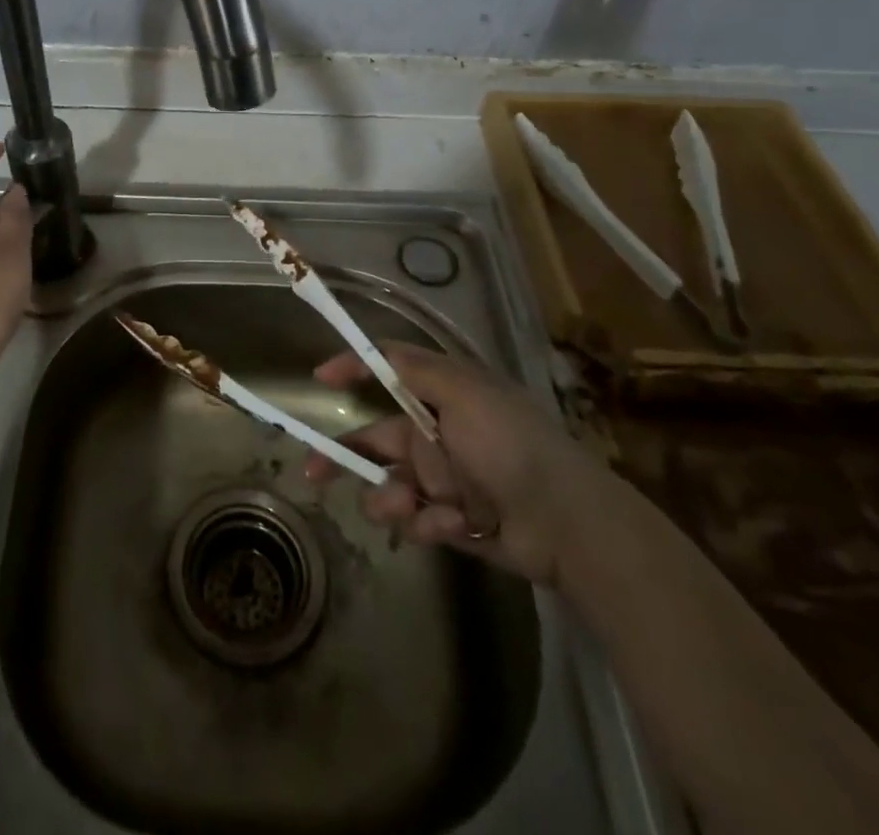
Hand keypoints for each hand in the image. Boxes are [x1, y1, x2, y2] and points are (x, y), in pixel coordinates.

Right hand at [307, 341, 606, 583]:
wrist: (565, 521)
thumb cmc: (509, 443)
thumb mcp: (462, 391)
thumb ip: (410, 369)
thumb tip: (362, 352)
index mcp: (441, 396)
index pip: (387, 372)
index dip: (353, 370)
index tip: (319, 378)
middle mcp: (437, 433)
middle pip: (375, 439)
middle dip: (346, 456)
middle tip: (313, 472)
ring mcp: (444, 480)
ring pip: (390, 484)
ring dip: (390, 497)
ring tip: (406, 507)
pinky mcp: (452, 521)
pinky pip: (419, 519)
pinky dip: (429, 523)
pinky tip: (453, 526)